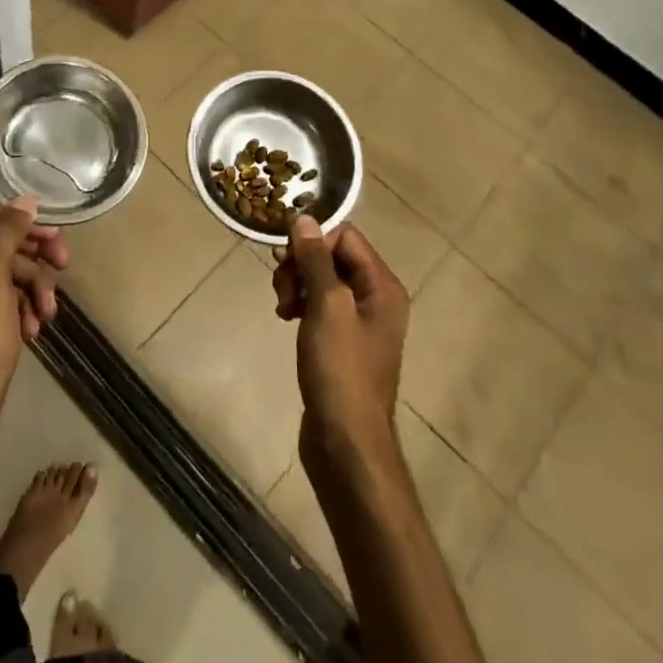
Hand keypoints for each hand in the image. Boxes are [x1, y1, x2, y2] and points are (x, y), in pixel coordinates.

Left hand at [0, 196, 67, 444]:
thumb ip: (7, 230)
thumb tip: (24, 200)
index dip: (22, 222)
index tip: (52, 239)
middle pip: (0, 242)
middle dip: (34, 258)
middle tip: (64, 265)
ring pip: (7, 272)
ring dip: (33, 288)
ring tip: (47, 314)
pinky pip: (2, 300)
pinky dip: (21, 310)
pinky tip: (33, 330)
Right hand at [272, 219, 409, 460]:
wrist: (346, 443)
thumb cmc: (340, 370)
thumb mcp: (327, 307)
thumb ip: (316, 260)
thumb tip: (304, 218)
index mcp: (382, 286)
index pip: (345, 237)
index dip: (313, 242)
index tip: (286, 260)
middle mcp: (377, 299)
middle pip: (333, 257)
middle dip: (301, 264)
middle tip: (280, 287)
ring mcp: (360, 323)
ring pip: (322, 280)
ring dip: (297, 284)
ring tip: (282, 307)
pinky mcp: (342, 343)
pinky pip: (320, 306)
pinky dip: (300, 305)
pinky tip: (285, 317)